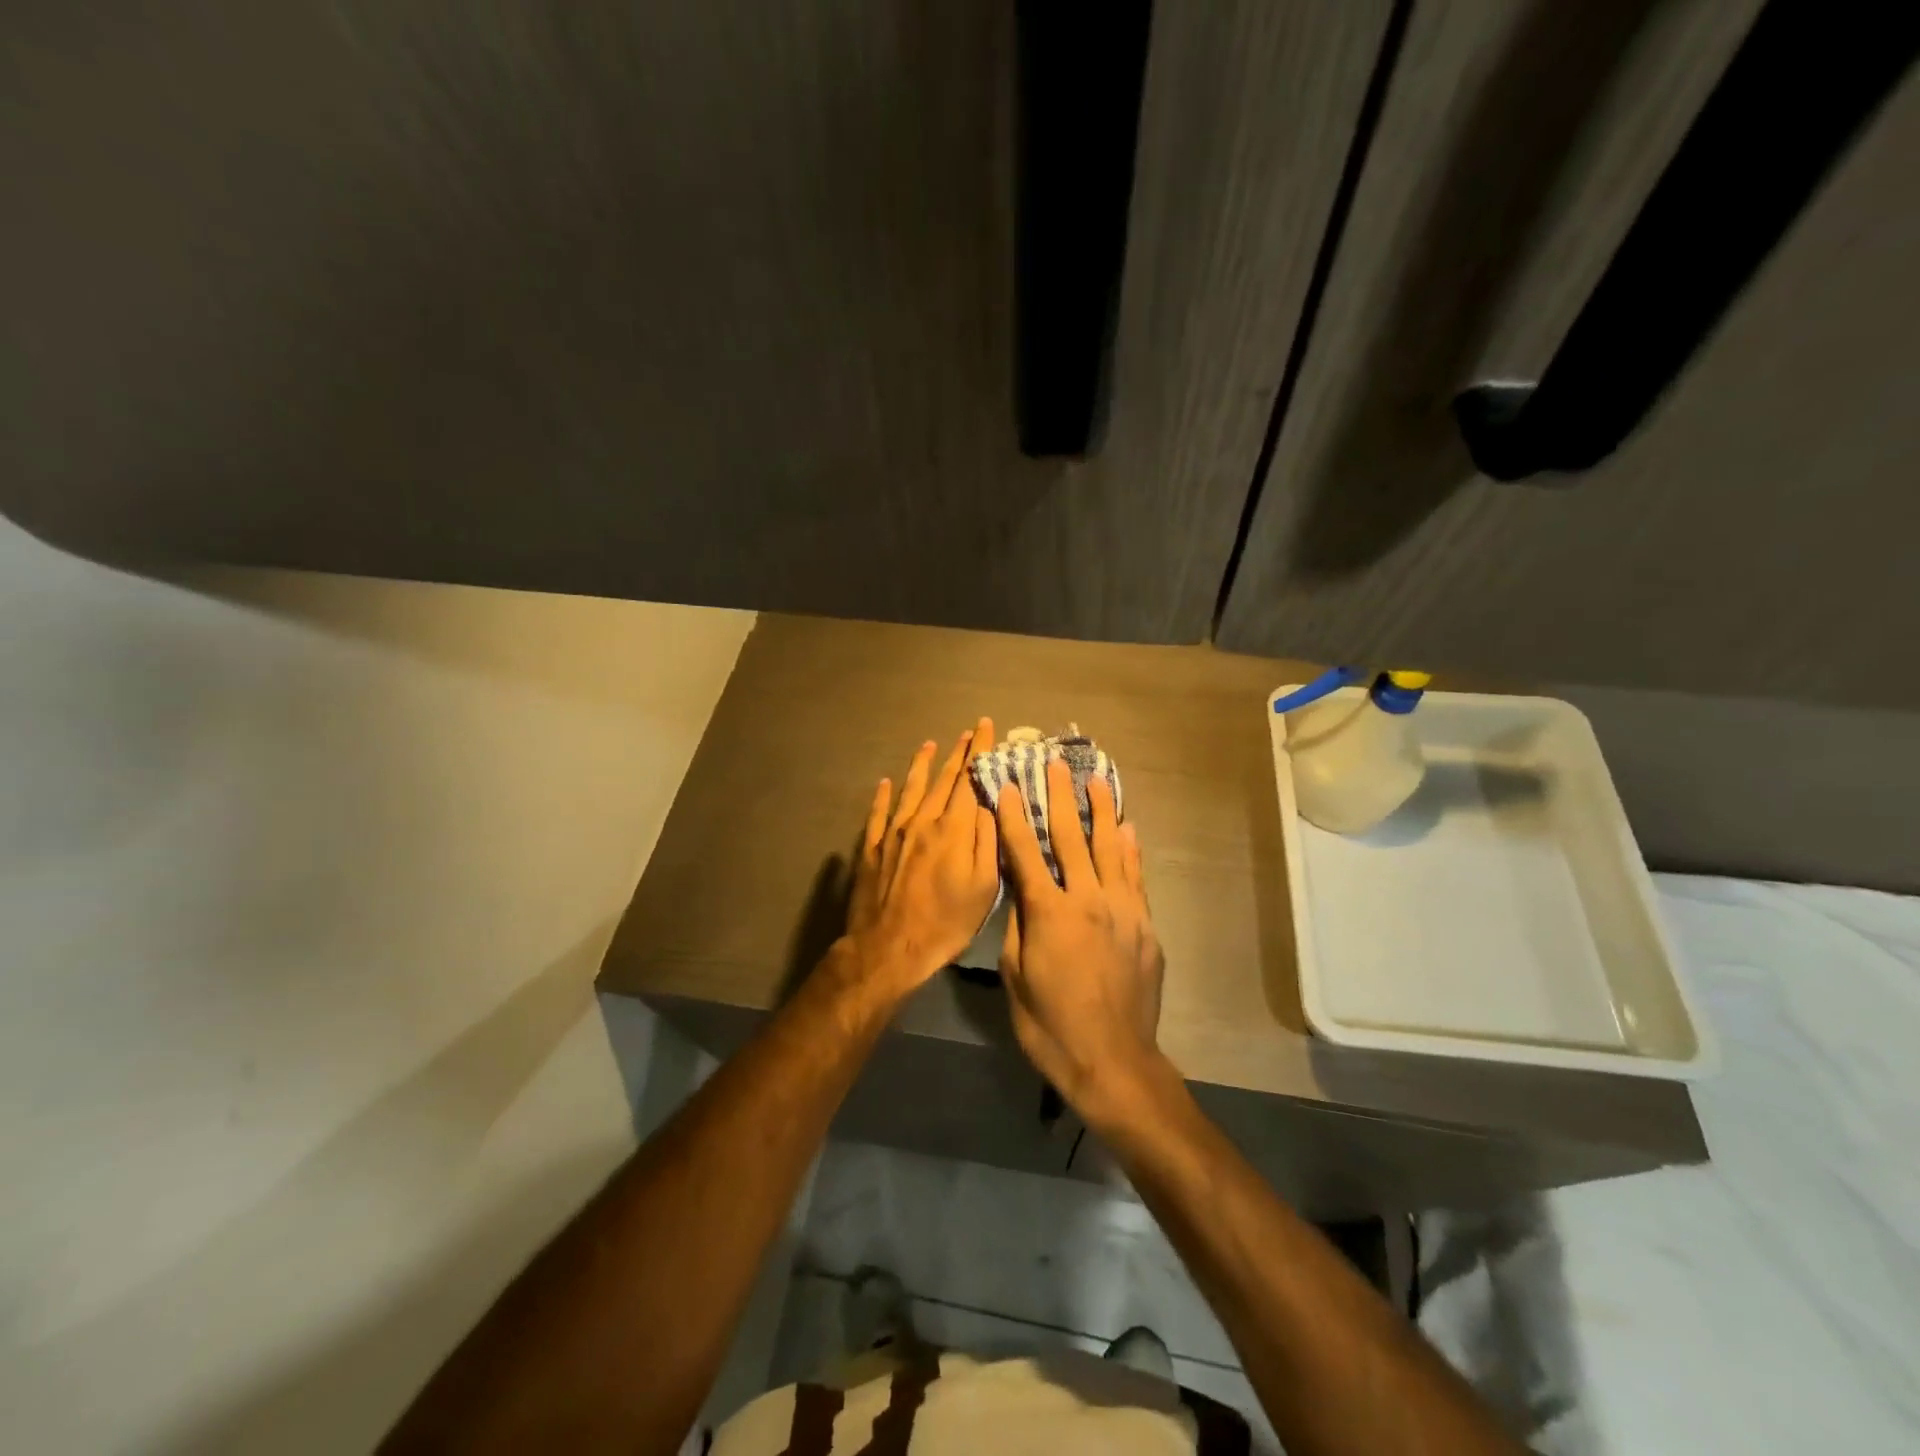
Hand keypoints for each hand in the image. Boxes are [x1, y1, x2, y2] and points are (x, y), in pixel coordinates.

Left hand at [843, 718, 1000, 996]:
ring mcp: (893, 832)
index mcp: (954, 829)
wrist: (888, 947)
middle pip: (943, 779)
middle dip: (958, 752)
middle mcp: (923, 820)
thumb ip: (989, 841)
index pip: (970, 779)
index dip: (979, 751)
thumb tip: (990, 805)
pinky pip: (878, 812)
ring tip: (930, 744)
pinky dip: (883, 794)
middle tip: (967, 732)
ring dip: (923, 764)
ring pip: (911, 788)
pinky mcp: (871, 847)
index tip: (985, 727)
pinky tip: (885, 782)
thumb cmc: (946, 923)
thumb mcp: (984, 888)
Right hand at [997, 757, 1166, 1118]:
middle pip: (1071, 838)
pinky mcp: (1145, 926)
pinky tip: (1128, 828)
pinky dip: (1131, 849)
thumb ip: (1018, 925)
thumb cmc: (1050, 1025)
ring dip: (1101, 810)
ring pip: (1111, 848)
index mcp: (1048, 912)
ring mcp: (1122, 910)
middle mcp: (1087, 899)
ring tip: (1096, 779)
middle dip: (1060, 797)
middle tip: (1056, 763)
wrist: (1114, 1061)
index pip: (1025, 852)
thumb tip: (1020, 890)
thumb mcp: (1015, 977)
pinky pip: (1136, 877)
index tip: (1006, 785)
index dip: (1012, 816)